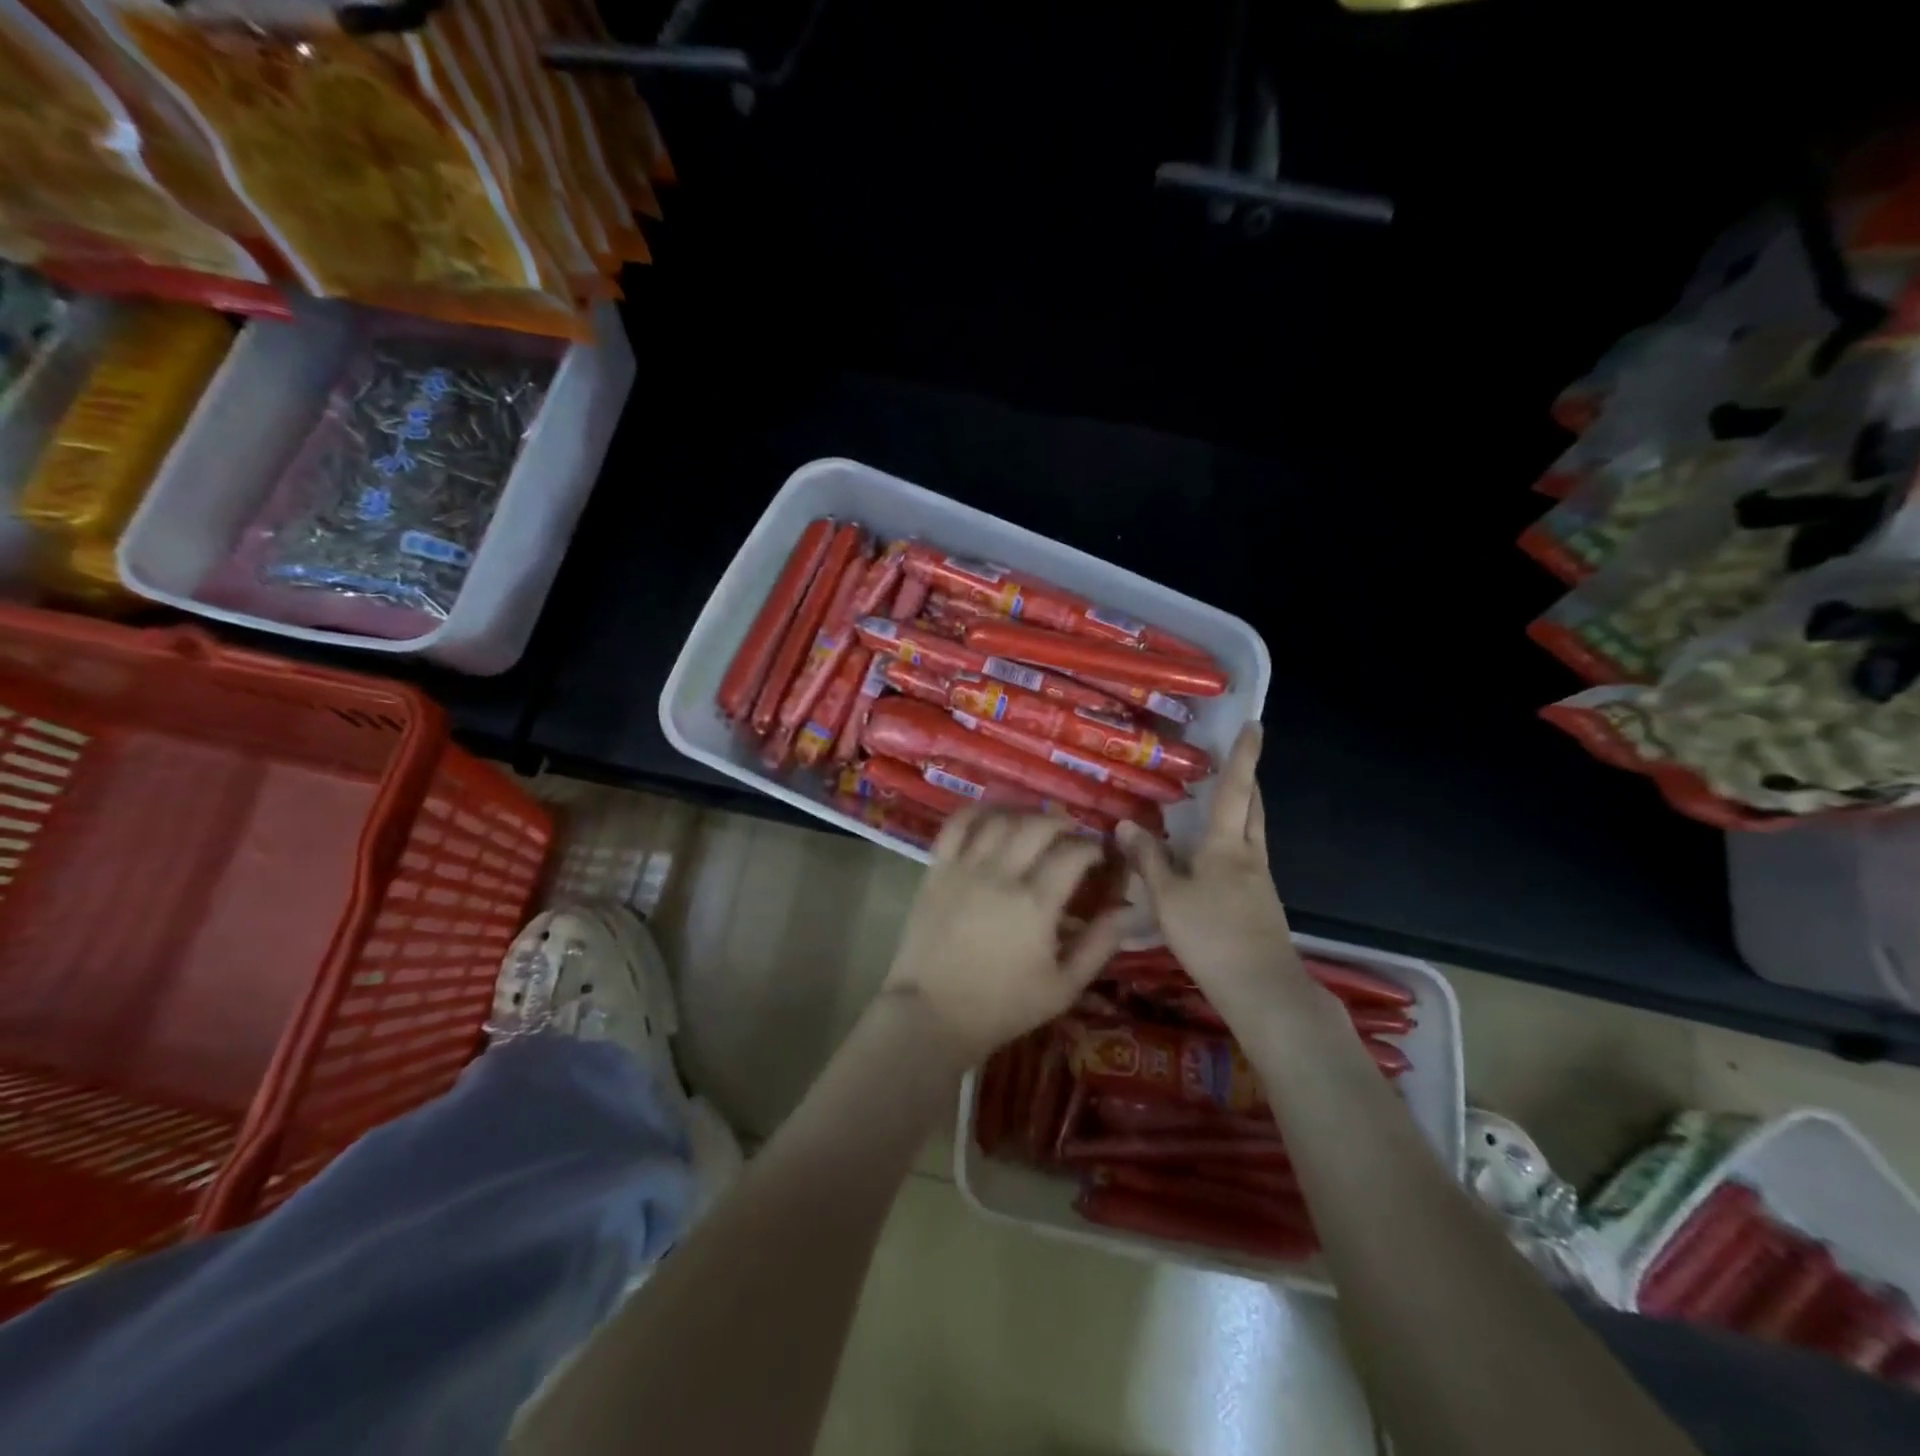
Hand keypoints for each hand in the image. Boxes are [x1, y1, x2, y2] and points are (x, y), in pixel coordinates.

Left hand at [881, 810, 1125, 1065]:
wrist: (934, 1015)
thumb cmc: (1003, 1006)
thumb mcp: (1064, 987)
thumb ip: (1098, 945)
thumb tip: (1126, 910)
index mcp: (1036, 903)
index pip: (1073, 853)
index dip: (1093, 848)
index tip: (1100, 856)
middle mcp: (1000, 874)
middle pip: (1039, 826)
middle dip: (1064, 825)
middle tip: (1072, 838)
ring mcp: (965, 868)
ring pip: (1000, 820)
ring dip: (1025, 814)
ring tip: (1037, 825)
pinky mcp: (937, 870)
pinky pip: (956, 825)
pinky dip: (978, 812)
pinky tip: (994, 815)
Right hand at [1117, 724, 1298, 1003]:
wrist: (1262, 989)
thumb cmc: (1211, 935)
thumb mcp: (1168, 897)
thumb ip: (1148, 860)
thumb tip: (1125, 824)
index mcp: (1227, 846)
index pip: (1236, 790)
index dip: (1244, 757)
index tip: (1255, 725)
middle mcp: (1249, 856)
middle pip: (1253, 808)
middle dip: (1248, 781)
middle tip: (1236, 761)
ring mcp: (1260, 881)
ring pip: (1253, 833)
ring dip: (1243, 811)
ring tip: (1221, 803)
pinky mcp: (1261, 904)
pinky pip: (1247, 858)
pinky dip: (1234, 843)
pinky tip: (1213, 858)